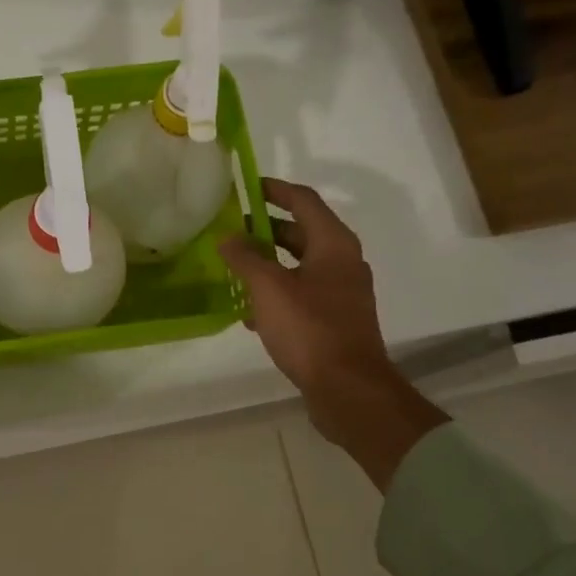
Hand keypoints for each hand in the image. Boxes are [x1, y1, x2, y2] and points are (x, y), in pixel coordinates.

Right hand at [220, 178, 446, 487]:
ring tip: (234, 269)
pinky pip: (302, 294)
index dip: (275, 190)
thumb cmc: (309, 329)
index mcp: (334, 244)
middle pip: (302, 233)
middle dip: (266, 229)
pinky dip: (277, 293)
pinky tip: (251, 312)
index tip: (247, 187)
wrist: (347, 388)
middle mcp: (343, 262)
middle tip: (231, 230)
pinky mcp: (335, 320)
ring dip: (268, 264)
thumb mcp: (269, 288)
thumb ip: (246, 258)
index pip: (304, 201)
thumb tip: (228, 237)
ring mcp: (341, 293)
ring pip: (299, 266)